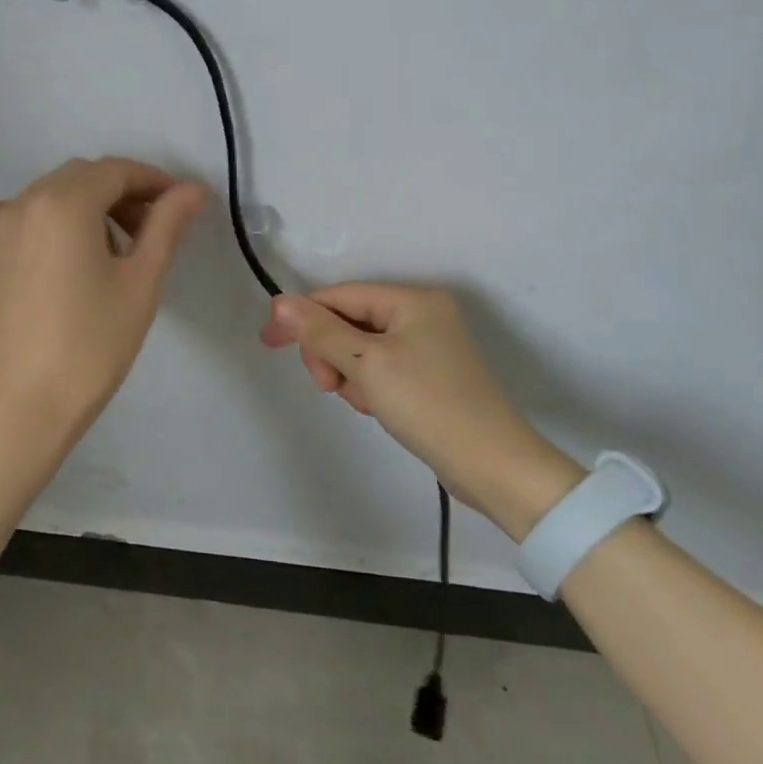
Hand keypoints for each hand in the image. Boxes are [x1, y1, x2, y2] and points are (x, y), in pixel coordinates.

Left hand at [0, 157, 206, 476]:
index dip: (153, 182)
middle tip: (150, 233)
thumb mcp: (140, 282)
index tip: (179, 205)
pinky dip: (44, 222)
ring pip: (48, 196)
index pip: (116, 171)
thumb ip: (166, 225)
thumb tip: (193, 188)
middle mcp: (20, 201)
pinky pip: (16, 216)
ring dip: (84, 208)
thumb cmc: (91, 347)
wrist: (20, 408)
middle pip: (81, 179)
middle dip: (120, 195)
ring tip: (109, 253)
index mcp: (62, 203)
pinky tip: (58, 257)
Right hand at [260, 284, 581, 538]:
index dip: (301, 316)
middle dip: (331, 352)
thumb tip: (279, 304)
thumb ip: (320, 331)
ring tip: (364, 402)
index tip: (269, 342)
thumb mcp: (366, 365)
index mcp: (413, 299)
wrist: (493, 467)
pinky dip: (369, 386)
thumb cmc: (429, 405)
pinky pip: (380, 368)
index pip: (340, 296)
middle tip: (328, 385)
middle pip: (349, 321)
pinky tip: (377, 408)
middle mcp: (422, 314)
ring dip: (350, 374)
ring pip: (361, 348)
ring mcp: (428, 346)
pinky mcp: (429, 376)